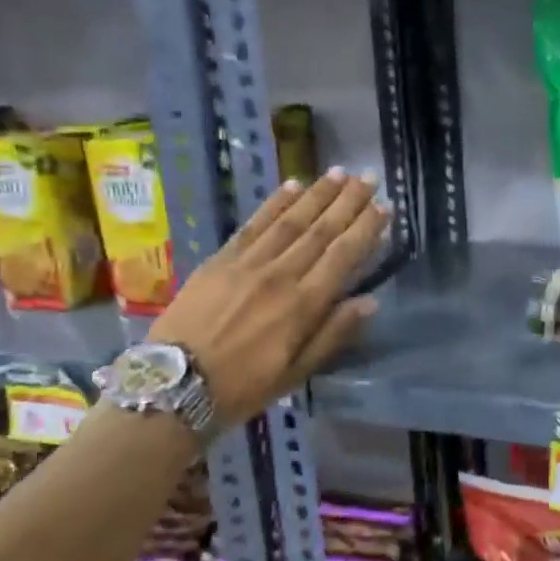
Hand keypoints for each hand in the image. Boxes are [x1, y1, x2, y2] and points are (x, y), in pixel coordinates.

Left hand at [148, 169, 387, 428]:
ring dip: (317, 195)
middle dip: (347, 202)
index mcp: (303, 306)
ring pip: (291, 221)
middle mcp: (280, 276)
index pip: (343, 257)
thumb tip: (369, 301)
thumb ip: (333, 334)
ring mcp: (248, 264)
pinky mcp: (221, 259)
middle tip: (368, 177)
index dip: (366, 229)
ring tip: (339, 173)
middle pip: (320, 231)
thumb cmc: (242, 387)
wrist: (175, 385)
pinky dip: (275, 203)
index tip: (384, 206)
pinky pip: (254, 224)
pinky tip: (292, 186)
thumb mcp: (296, 373)